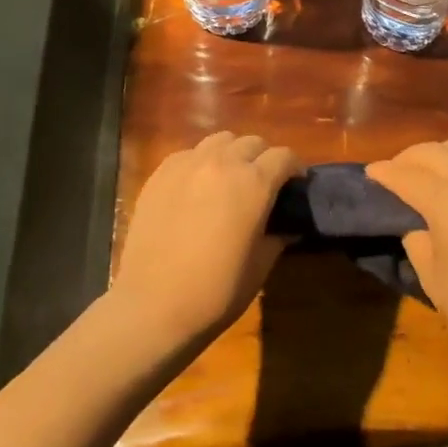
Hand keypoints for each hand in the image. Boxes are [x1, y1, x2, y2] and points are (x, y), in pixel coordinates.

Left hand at [112, 131, 302, 346]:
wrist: (152, 305)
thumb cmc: (215, 292)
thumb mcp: (259, 268)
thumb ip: (277, 238)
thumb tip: (288, 227)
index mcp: (254, 183)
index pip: (283, 156)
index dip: (294, 168)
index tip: (295, 184)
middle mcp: (223, 163)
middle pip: (252, 142)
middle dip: (263, 158)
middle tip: (262, 183)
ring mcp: (188, 164)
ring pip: (220, 140)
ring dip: (232, 154)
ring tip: (228, 178)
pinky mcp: (161, 173)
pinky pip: (189, 154)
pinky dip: (201, 162)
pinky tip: (197, 186)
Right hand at [367, 136, 447, 375]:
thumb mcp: (433, 279)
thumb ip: (418, 243)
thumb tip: (419, 228)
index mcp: (447, 199)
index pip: (407, 175)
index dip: (384, 173)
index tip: (371, 173)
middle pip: (435, 151)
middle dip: (410, 157)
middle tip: (396, 171)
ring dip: (442, 153)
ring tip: (432, 172)